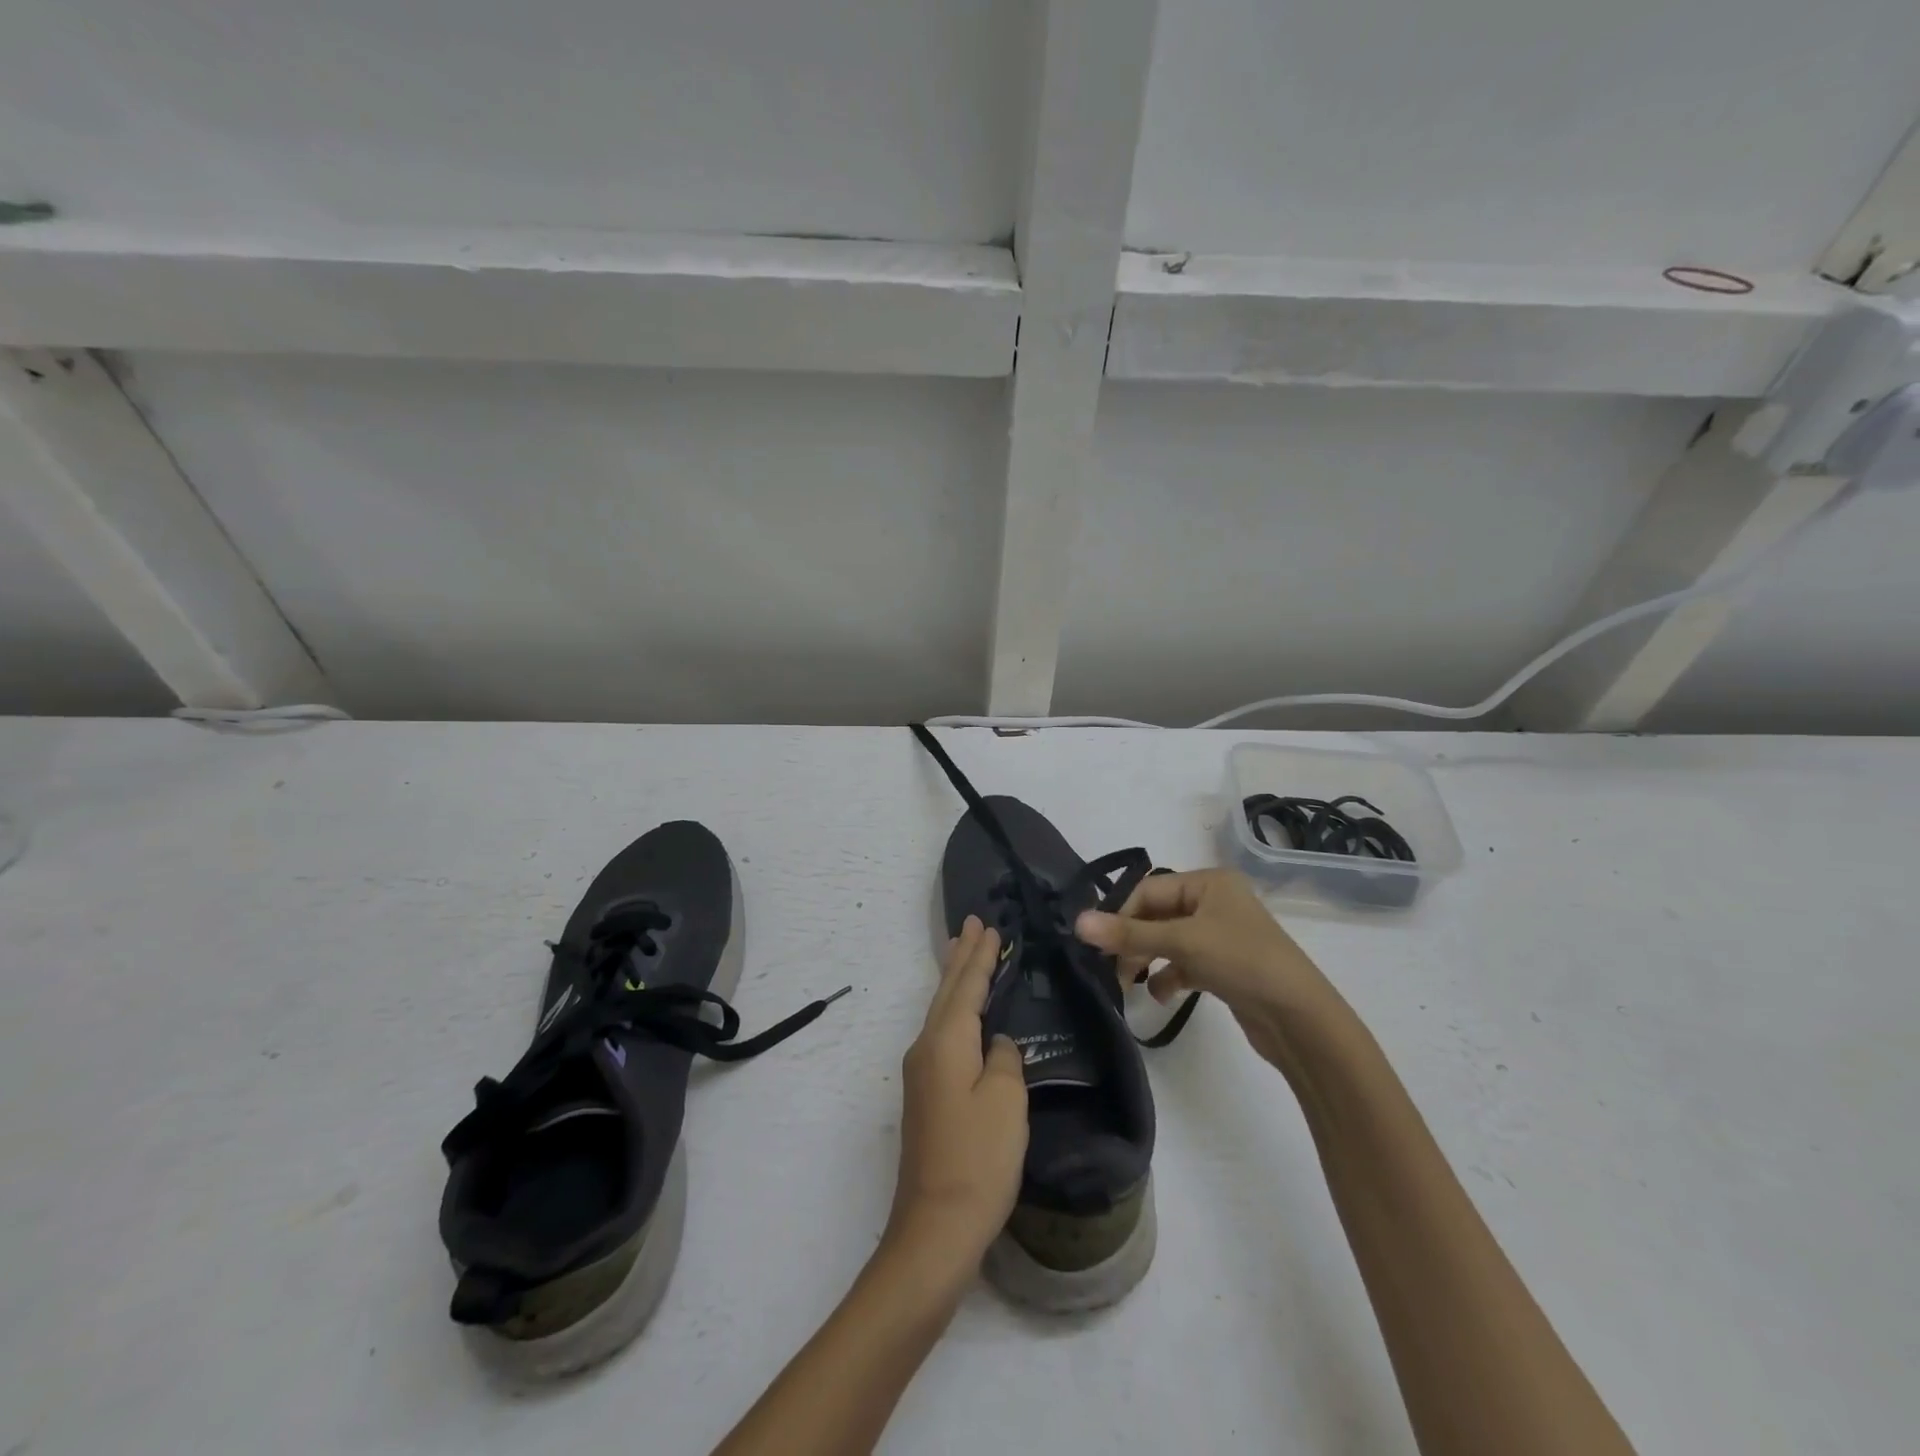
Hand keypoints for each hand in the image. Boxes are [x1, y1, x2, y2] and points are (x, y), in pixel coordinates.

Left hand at [885, 916, 1027, 1273]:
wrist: (936, 1228)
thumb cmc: (978, 1159)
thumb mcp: (1005, 1101)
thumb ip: (1004, 1059)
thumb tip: (996, 1045)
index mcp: (946, 1041)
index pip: (966, 986)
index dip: (980, 956)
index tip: (987, 926)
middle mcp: (926, 1049)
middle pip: (947, 992)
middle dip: (961, 958)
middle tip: (971, 924)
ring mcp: (921, 1074)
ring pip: (941, 1012)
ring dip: (955, 981)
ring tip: (963, 953)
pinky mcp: (926, 1097)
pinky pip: (942, 1034)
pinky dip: (954, 1010)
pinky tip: (961, 1015)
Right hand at [1075, 869, 1338, 1056]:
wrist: (1300, 1019)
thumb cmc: (1242, 962)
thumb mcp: (1182, 943)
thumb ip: (1129, 934)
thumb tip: (1077, 921)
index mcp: (1208, 882)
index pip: (1149, 890)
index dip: (1121, 915)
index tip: (1099, 945)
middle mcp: (1214, 901)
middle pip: (1157, 914)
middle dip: (1133, 940)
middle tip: (1111, 969)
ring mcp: (1220, 934)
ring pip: (1168, 940)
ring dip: (1147, 959)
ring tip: (1129, 984)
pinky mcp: (1224, 965)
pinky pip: (1184, 962)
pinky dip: (1169, 975)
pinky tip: (1161, 995)